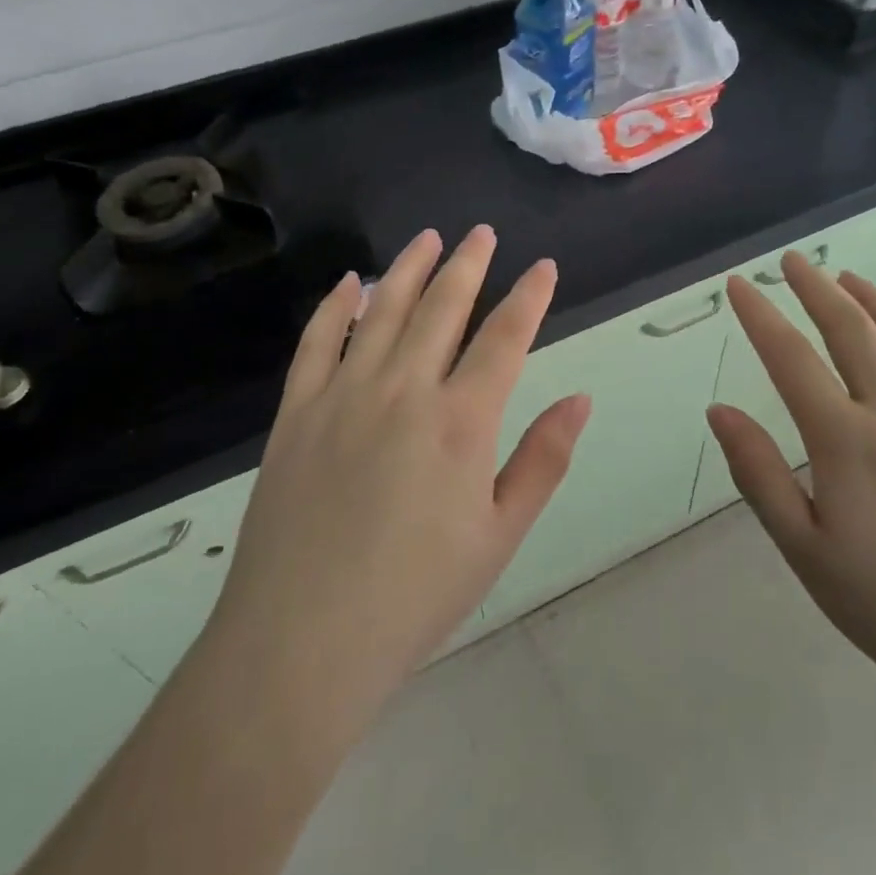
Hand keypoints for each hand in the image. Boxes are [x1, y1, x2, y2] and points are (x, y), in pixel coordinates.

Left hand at [207, 225, 589, 736]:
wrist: (301, 641)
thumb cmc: (416, 596)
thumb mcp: (499, 535)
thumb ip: (542, 459)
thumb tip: (579, 398)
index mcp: (461, 421)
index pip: (505, 337)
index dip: (529, 297)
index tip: (544, 268)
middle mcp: (404, 390)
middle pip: (442, 308)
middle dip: (469, 265)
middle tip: (482, 232)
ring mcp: (343, 395)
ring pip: (382, 311)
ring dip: (409, 269)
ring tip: (429, 238)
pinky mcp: (296, 413)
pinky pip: (316, 342)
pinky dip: (335, 306)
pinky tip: (351, 281)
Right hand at [707, 252, 875, 717]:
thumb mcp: (806, 552)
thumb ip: (758, 474)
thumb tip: (719, 410)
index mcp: (846, 441)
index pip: (790, 358)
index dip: (759, 315)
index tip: (739, 284)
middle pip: (853, 330)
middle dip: (817, 288)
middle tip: (794, 261)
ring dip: (875, 301)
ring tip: (850, 279)